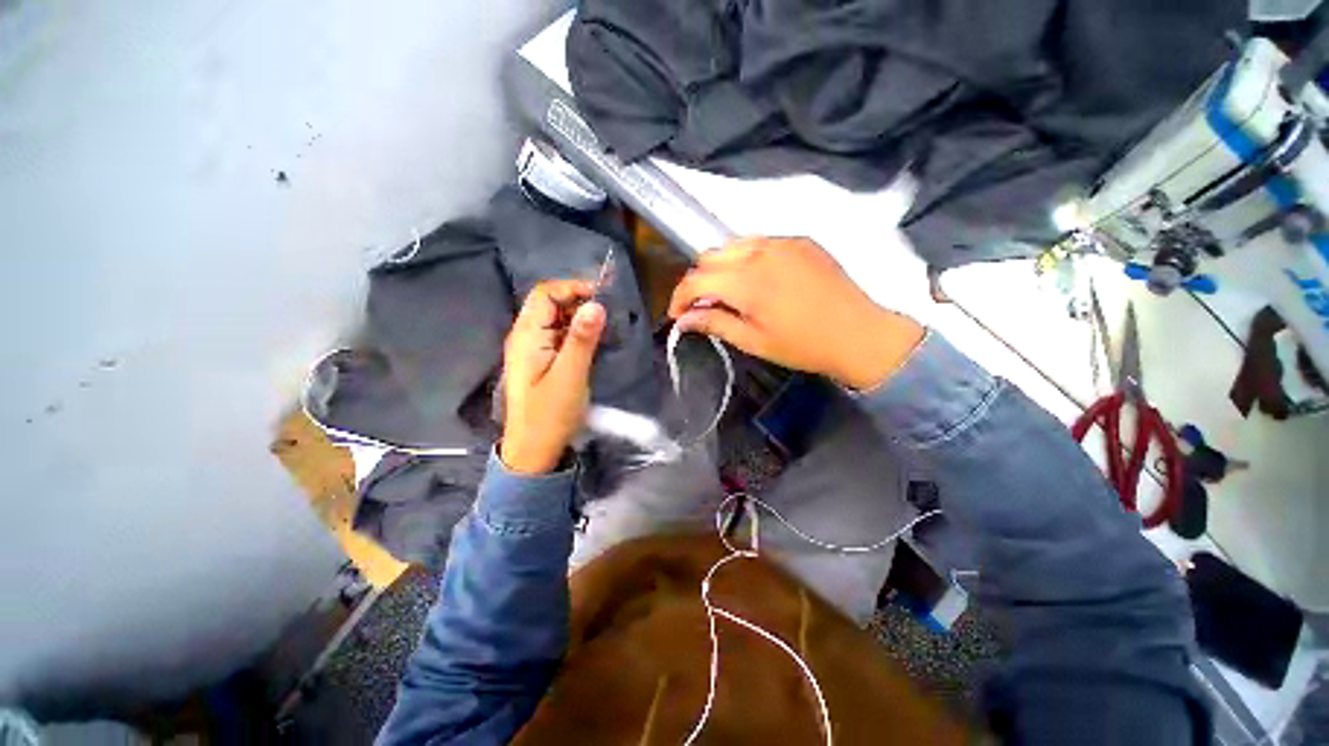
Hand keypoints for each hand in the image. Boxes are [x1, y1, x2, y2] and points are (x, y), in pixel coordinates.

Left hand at [500, 281, 605, 473]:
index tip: (602, 296)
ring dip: (579, 318)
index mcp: (526, 335)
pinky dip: (576, 334)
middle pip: (549, 304)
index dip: (572, 288)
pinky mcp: (541, 362)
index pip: (545, 293)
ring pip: (555, 321)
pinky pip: (558, 337)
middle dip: (578, 302)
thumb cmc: (550, 415)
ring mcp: (532, 350)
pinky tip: (594, 342)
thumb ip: (581, 339)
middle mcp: (525, 337)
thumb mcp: (570, 375)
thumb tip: (596, 304)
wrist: (533, 451)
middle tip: (608, 312)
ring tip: (605, 326)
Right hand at [668, 237, 923, 389]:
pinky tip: (756, 280)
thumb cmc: (802, 346)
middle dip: (698, 281)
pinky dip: (745, 259)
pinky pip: (759, 243)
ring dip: (720, 268)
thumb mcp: (753, 341)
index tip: (678, 314)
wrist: (858, 334)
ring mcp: (782, 241)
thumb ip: (714, 324)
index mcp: (747, 282)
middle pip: (709, 256)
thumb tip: (683, 320)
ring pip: (732, 245)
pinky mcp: (799, 240)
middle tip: (703, 306)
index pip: (695, 279)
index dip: (679, 297)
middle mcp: (760, 252)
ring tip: (728, 293)